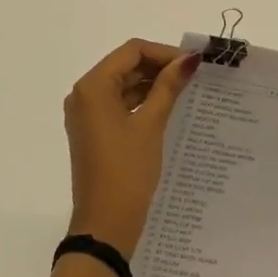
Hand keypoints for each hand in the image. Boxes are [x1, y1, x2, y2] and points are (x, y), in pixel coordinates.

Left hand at [63, 40, 198, 258]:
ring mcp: (86, 114)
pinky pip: (118, 104)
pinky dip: (141, 101)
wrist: (105, 225)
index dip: (164, 52)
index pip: (132, 51)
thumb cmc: (127, 171)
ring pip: (123, 84)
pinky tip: (167, 107)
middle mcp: (84, 94)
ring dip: (152, 84)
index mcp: (93, 86)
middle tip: (193, 76)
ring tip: (186, 90)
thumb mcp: (151, 124)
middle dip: (159, 66)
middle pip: (125, 65)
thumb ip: (169, 86)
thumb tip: (190, 59)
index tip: (193, 63)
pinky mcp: (92, 131)